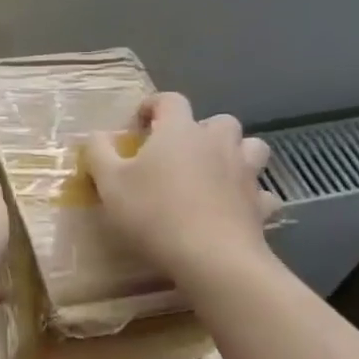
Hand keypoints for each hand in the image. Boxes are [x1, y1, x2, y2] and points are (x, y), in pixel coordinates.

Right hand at [83, 92, 279, 278]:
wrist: (211, 257)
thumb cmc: (154, 213)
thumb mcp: (110, 183)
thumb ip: (99, 152)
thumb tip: (96, 135)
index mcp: (180, 131)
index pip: (170, 100)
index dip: (153, 106)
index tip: (138, 124)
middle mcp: (217, 143)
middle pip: (218, 121)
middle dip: (201, 130)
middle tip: (179, 152)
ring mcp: (245, 173)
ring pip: (251, 148)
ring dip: (235, 154)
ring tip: (214, 173)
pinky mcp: (260, 205)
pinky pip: (261, 192)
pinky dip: (250, 196)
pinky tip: (235, 209)